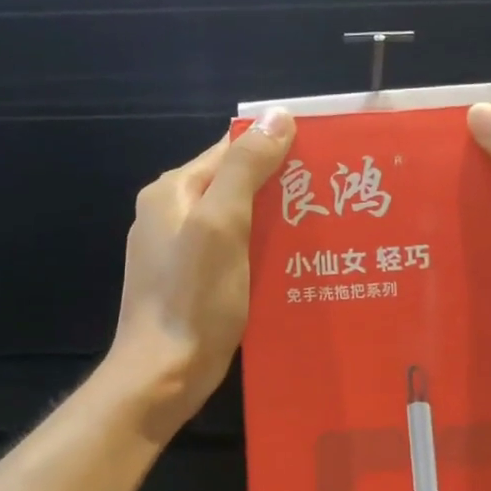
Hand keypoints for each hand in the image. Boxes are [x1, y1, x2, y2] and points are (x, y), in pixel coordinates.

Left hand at [107, 109, 296, 436]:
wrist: (162, 374)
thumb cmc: (193, 298)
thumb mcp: (222, 225)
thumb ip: (245, 168)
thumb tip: (276, 116)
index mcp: (171, 192)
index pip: (228, 151)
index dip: (272, 148)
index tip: (320, 158)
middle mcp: (167, 215)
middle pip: (231, 185)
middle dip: (276, 188)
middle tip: (329, 197)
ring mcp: (175, 251)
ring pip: (232, 222)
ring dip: (270, 222)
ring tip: (319, 229)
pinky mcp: (188, 282)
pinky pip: (228, 253)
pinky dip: (257, 253)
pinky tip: (289, 264)